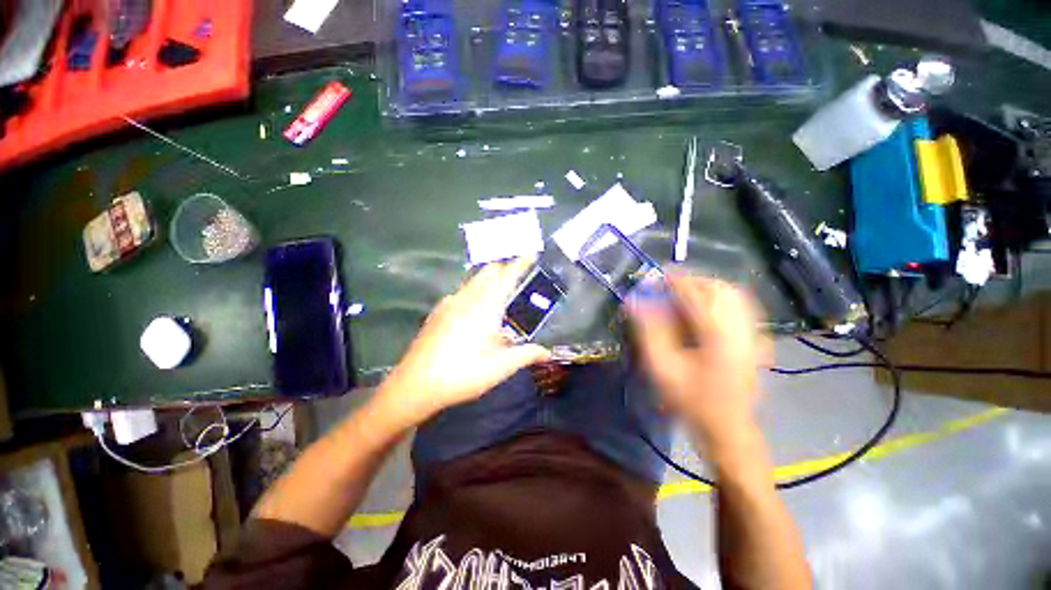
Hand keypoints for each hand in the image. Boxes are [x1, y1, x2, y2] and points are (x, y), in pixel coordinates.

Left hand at [375, 258, 549, 426]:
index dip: (520, 264)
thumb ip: (526, 355)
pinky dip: (474, 292)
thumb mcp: (500, 367)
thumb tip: (547, 352)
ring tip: (500, 295)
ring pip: (473, 281)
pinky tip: (475, 312)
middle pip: (488, 272)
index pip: (506, 277)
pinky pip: (461, 293)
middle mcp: (466, 298)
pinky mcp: (438, 313)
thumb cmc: (463, 374)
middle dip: (504, 269)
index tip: (531, 254)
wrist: (414, 385)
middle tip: (519, 279)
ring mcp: (449, 304)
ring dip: (489, 280)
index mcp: (484, 307)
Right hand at [628, 275, 768, 450]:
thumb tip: (633, 302)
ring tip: (683, 294)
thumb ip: (648, 331)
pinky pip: (740, 307)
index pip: (695, 293)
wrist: (727, 429)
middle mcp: (740, 328)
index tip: (654, 277)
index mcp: (717, 334)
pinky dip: (720, 299)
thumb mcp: (662, 368)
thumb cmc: (690, 400)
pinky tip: (704, 308)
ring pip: (733, 295)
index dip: (673, 281)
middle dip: (692, 281)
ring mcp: (752, 334)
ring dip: (706, 288)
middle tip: (668, 287)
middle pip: (719, 288)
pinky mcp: (755, 340)